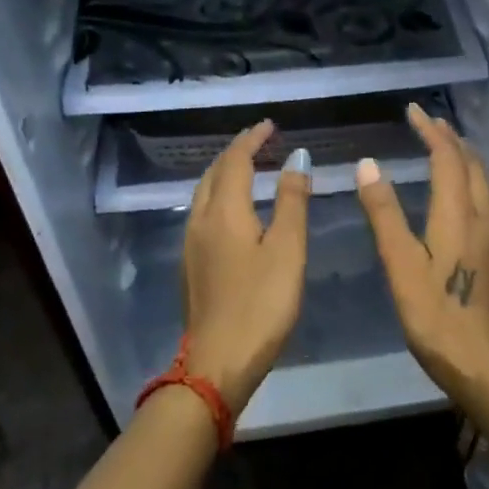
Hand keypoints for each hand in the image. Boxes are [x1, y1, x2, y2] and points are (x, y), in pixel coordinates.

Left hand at [181, 121, 312, 416]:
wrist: (217, 364)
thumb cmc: (261, 304)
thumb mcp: (287, 249)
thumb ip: (292, 200)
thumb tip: (297, 157)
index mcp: (224, 211)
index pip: (236, 160)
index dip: (253, 139)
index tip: (270, 125)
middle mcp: (200, 220)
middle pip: (214, 172)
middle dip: (236, 152)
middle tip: (261, 141)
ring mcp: (191, 244)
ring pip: (204, 192)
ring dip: (225, 172)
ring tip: (249, 167)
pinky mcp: (191, 265)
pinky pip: (203, 212)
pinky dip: (220, 195)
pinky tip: (235, 209)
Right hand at [355, 103, 488, 404]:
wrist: (485, 363)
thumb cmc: (436, 316)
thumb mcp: (401, 265)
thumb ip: (384, 213)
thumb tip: (369, 164)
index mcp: (458, 214)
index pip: (447, 157)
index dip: (430, 131)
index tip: (413, 111)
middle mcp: (483, 215)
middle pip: (471, 163)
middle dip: (450, 138)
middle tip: (428, 123)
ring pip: (484, 180)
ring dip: (464, 157)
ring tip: (446, 146)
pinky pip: (487, 197)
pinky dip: (472, 178)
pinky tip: (463, 192)